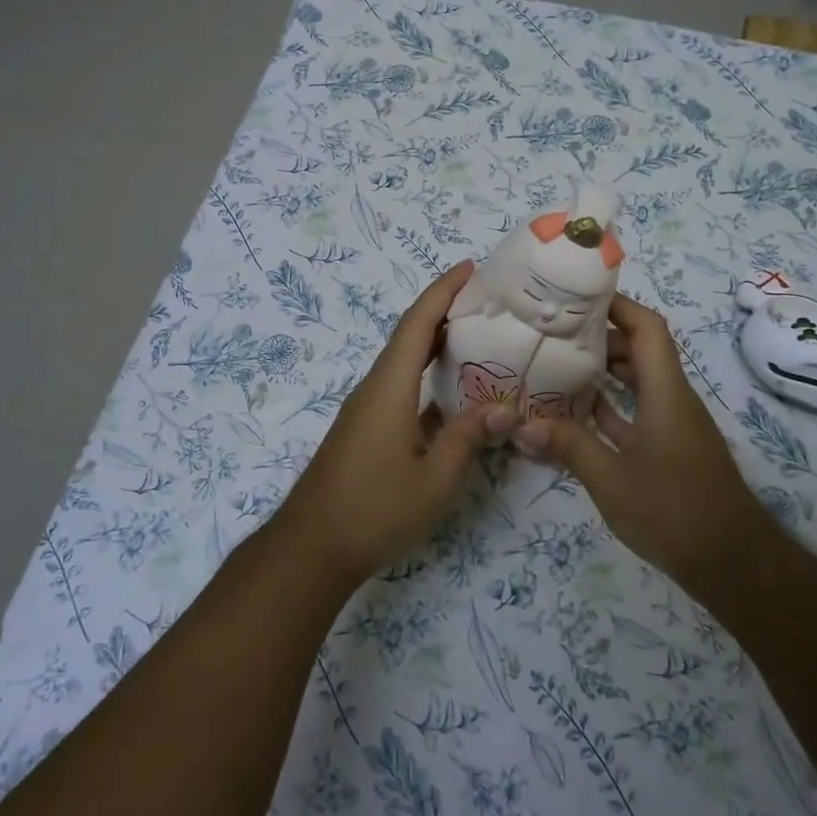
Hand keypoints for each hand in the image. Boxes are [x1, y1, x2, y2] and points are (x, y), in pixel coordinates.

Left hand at [277, 261, 515, 586]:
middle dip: (443, 310)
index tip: (469, 267)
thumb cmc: (374, 510)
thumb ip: (468, 437)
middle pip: (409, 336)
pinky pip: (400, 387)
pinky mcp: (365, 430)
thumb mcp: (434, 478)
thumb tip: (504, 408)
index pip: (417, 324)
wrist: (312, 548)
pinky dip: (427, 376)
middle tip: (485, 300)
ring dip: (435, 343)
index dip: (442, 292)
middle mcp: (374, 388)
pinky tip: (453, 393)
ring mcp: (366, 410)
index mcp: (389, 388)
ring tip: (477, 337)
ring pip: (403, 363)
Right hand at [515, 292, 756, 583]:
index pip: (647, 328)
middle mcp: (672, 398)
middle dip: (599, 334)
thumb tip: (522, 425)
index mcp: (666, 392)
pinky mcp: (668, 448)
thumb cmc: (674, 511)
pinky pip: (635, 411)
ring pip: (637, 381)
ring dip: (602, 370)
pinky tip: (574, 410)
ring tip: (556, 362)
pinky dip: (608, 405)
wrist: (731, 563)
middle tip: (553, 329)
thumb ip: (569, 446)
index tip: (577, 295)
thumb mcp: (612, 478)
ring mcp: (671, 424)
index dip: (617, 304)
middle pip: (639, 349)